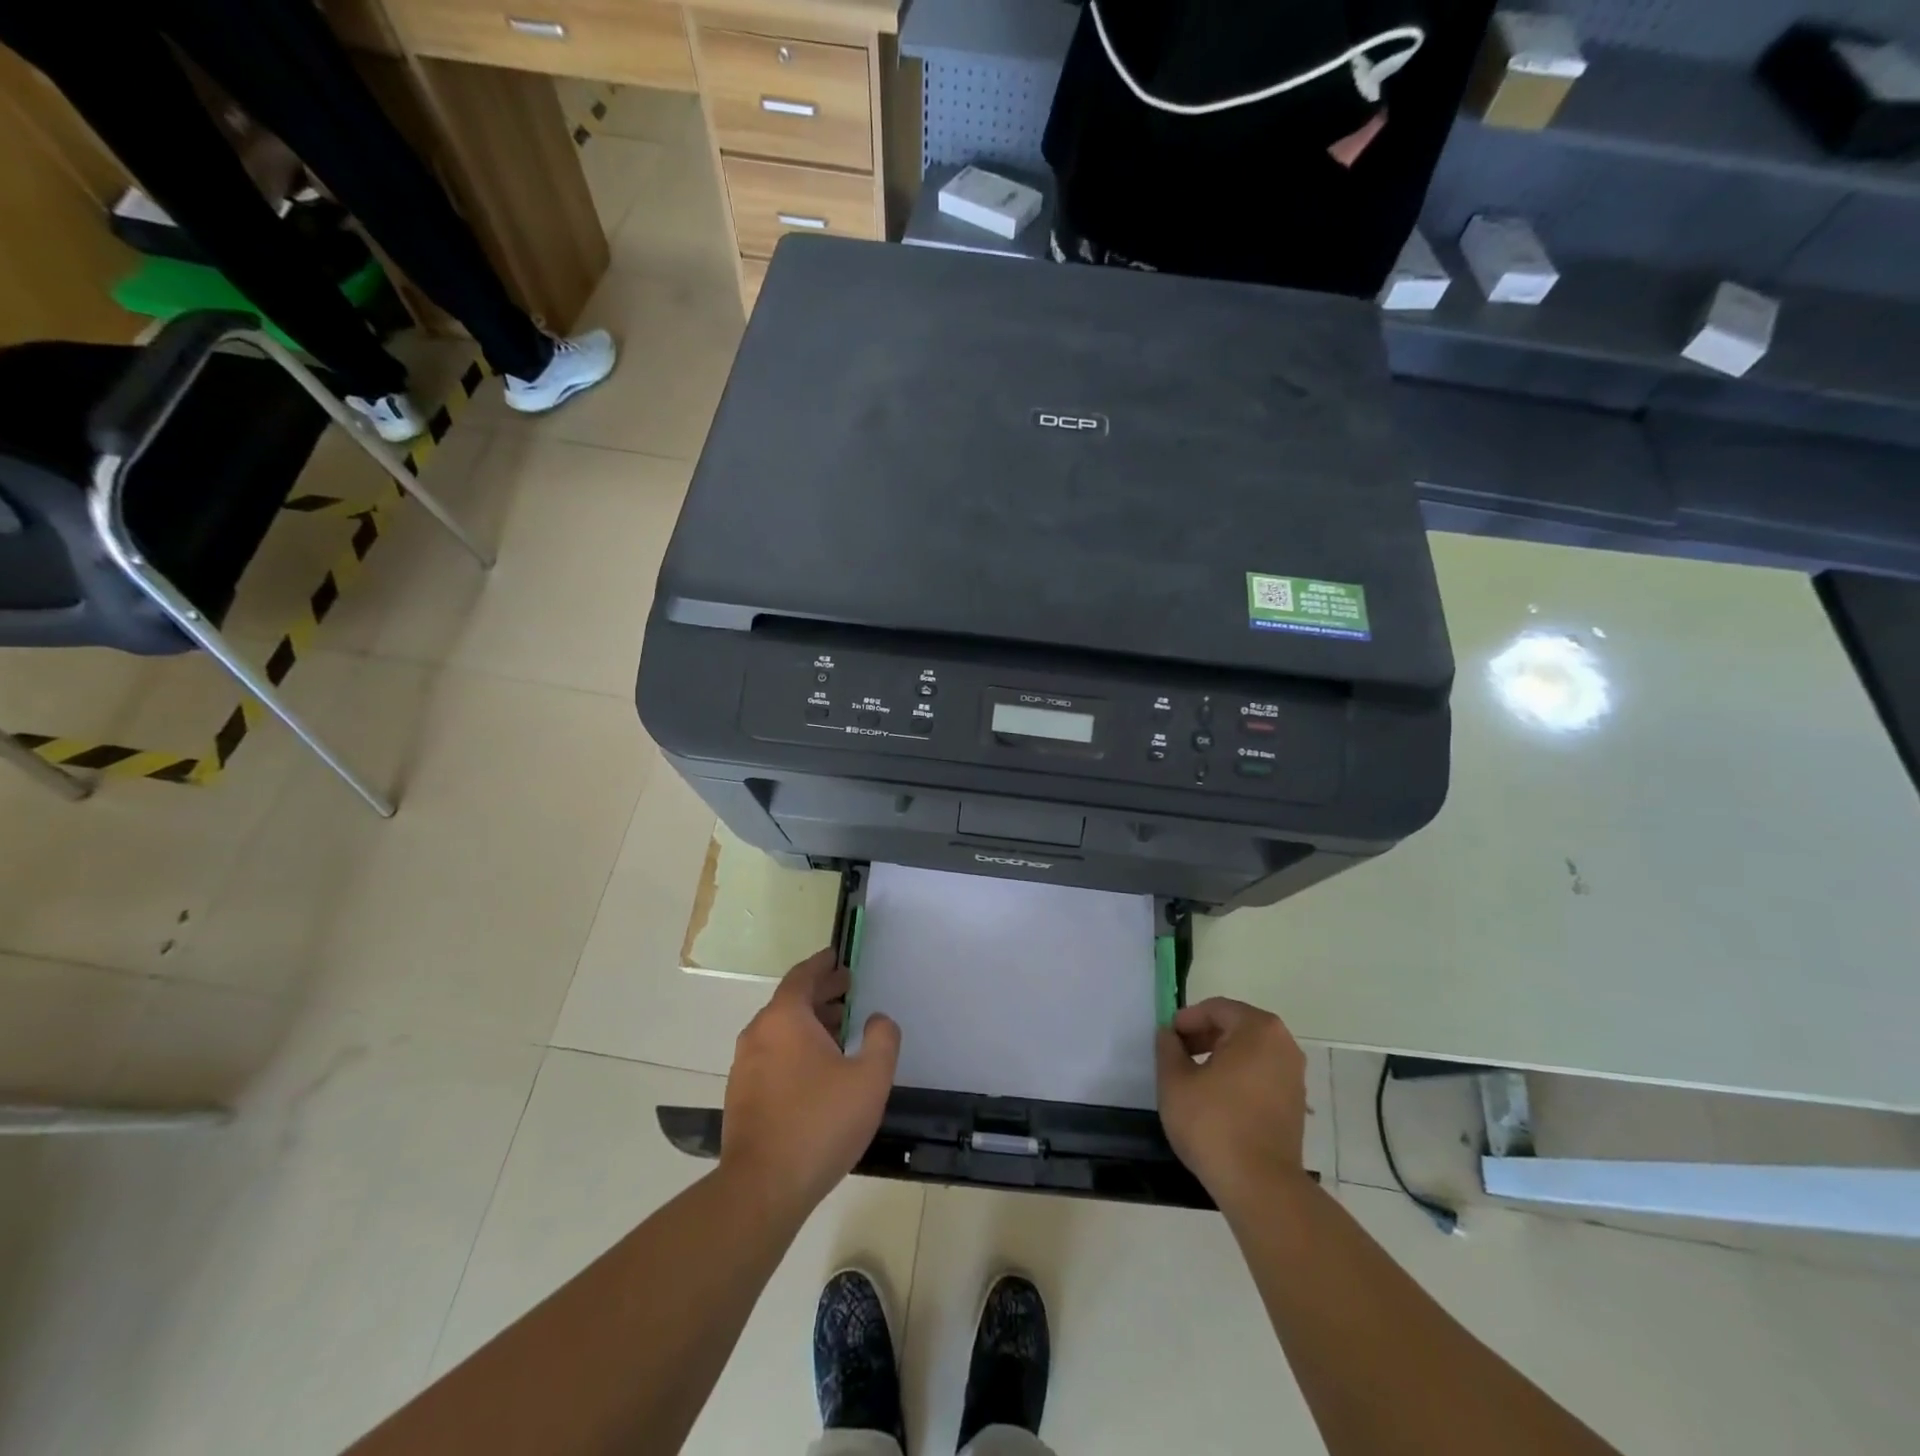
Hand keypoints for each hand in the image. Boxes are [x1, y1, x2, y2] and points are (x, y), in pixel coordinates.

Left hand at [720, 948, 900, 1216]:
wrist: (763, 1188)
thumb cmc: (820, 1123)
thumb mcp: (870, 1078)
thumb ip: (882, 1039)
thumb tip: (877, 1019)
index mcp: (785, 1017)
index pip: (803, 975)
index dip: (823, 964)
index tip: (838, 957)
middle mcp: (759, 1033)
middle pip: (791, 1001)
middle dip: (821, 993)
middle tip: (848, 991)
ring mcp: (744, 1065)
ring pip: (780, 1029)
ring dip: (809, 1022)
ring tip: (839, 1030)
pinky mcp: (741, 1095)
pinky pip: (771, 1054)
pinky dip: (795, 1047)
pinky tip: (817, 1070)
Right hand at [1156, 998, 1308, 1208]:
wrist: (1260, 1187)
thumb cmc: (1214, 1124)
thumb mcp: (1175, 1081)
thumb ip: (1168, 1048)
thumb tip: (1169, 1034)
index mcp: (1258, 1029)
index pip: (1216, 1009)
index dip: (1186, 1020)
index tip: (1167, 1039)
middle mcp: (1283, 1045)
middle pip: (1236, 1027)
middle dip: (1203, 1036)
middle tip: (1177, 1055)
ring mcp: (1294, 1076)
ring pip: (1249, 1052)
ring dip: (1220, 1057)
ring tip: (1193, 1079)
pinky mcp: (1295, 1104)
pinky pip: (1261, 1075)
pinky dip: (1238, 1077)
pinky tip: (1216, 1100)